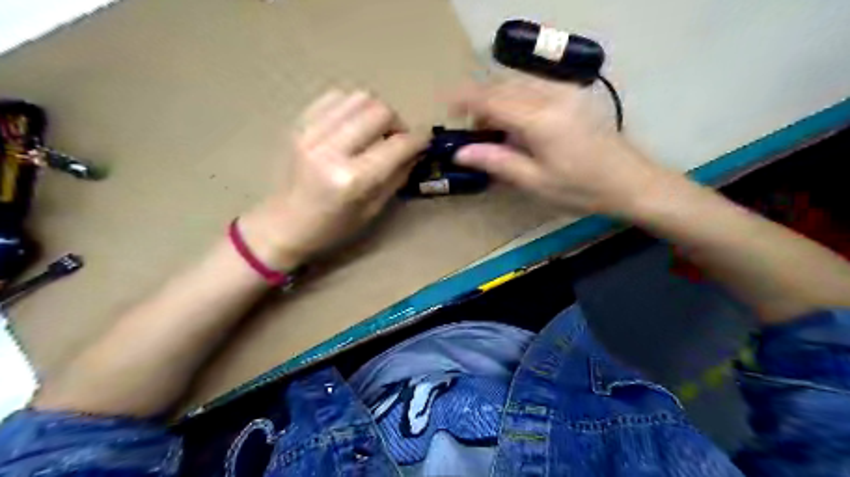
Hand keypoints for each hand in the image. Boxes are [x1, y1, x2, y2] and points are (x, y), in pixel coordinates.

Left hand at [240, 89, 427, 267]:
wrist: (284, 224)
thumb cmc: (332, 227)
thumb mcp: (373, 209)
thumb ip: (398, 176)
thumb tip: (416, 151)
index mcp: (352, 180)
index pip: (397, 145)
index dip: (418, 139)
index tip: (425, 140)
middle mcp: (331, 149)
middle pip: (379, 111)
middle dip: (397, 123)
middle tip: (396, 140)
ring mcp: (311, 133)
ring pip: (358, 98)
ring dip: (375, 112)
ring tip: (374, 132)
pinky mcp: (299, 124)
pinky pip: (335, 97)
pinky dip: (352, 107)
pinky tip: (353, 126)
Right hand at [447, 76, 674, 215]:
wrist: (631, 182)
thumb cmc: (581, 189)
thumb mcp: (534, 182)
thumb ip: (497, 162)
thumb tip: (461, 153)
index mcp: (539, 120)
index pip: (492, 99)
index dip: (466, 99)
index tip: (447, 105)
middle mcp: (551, 97)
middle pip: (504, 86)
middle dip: (481, 101)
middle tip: (471, 129)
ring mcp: (565, 93)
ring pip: (518, 84)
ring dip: (498, 99)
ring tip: (492, 128)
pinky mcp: (573, 96)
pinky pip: (534, 87)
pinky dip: (516, 99)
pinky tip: (516, 121)